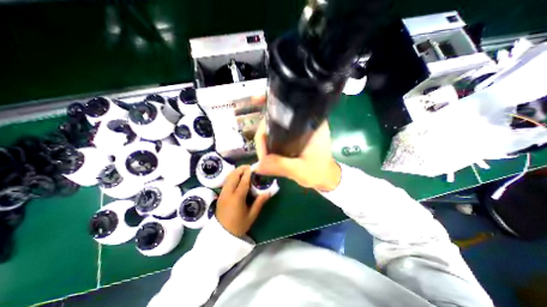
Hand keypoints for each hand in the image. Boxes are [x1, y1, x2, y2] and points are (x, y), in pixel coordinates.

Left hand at [216, 166, 270, 236]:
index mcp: (237, 198)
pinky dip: (232, 177)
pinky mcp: (220, 195)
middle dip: (241, 169)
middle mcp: (228, 193)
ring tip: (245, 171)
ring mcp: (222, 193)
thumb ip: (259, 202)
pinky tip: (238, 178)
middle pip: (233, 176)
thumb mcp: (251, 215)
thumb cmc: (239, 225)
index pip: (243, 181)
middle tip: (250, 167)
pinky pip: (226, 181)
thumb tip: (268, 192)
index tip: (254, 167)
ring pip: (228, 177)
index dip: (248, 173)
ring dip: (236, 172)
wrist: (222, 234)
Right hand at [253, 119, 339, 189]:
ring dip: (268, 140)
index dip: (266, 130)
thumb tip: (257, 164)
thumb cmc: (319, 172)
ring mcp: (301, 127)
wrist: (327, 177)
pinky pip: (280, 134)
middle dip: (265, 137)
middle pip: (276, 121)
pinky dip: (273, 142)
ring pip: (276, 128)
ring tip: (264, 154)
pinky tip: (270, 151)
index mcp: (310, 124)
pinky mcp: (297, 135)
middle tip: (262, 154)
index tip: (262, 147)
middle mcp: (306, 121)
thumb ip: (280, 166)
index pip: (281, 117)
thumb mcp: (300, 170)